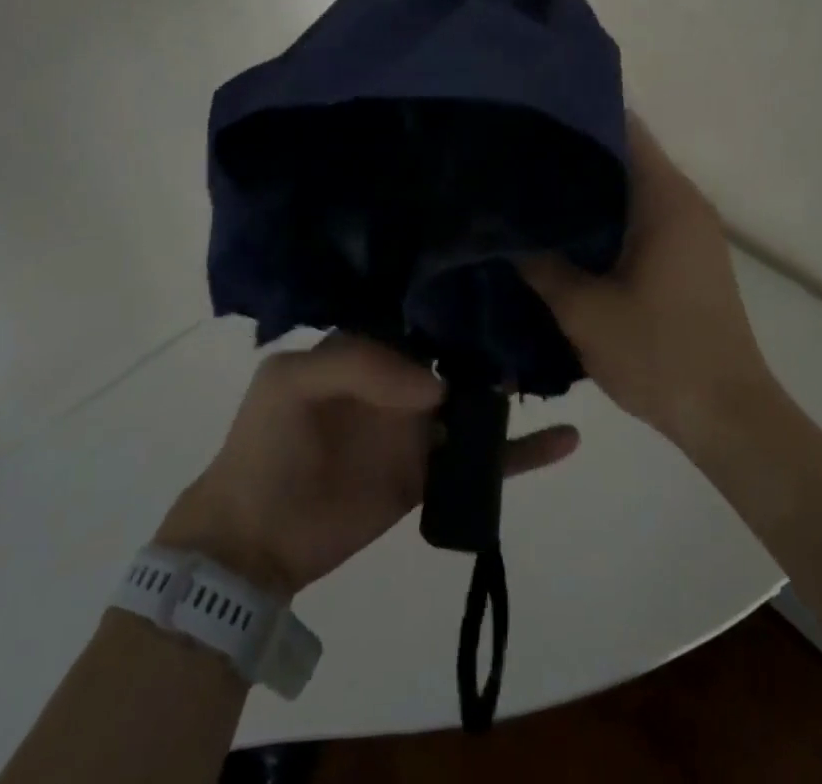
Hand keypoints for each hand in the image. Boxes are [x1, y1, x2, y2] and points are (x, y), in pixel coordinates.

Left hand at [154, 336, 579, 596]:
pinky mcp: (430, 474)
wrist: (254, 539)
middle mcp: (398, 379)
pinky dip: (524, 452)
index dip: (452, 299)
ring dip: (512, 390)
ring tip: (558, 367)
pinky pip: (484, 462)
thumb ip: (359, 364)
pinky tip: (566, 438)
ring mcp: (418, 428)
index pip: (417, 315)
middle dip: (492, 338)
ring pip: (476, 402)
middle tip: (544, 319)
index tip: (498, 282)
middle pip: (455, 354)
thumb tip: (438, 384)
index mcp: (365, 346)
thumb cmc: (268, 445)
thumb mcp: (292, 381)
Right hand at [518, 116, 778, 450]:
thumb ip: (539, 264)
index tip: (531, 118)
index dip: (577, 115)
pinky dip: (607, 214)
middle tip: (517, 156)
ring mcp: (691, 229)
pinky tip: (567, 231)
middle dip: (574, 153)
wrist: (728, 417)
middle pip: (625, 153)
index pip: (623, 127)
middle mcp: (684, 201)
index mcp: (665, 198)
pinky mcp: (689, 255)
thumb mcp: (584, 310)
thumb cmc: (659, 354)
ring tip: (532, 189)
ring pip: (632, 186)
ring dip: (589, 187)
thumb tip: (500, 229)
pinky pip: (643, 214)